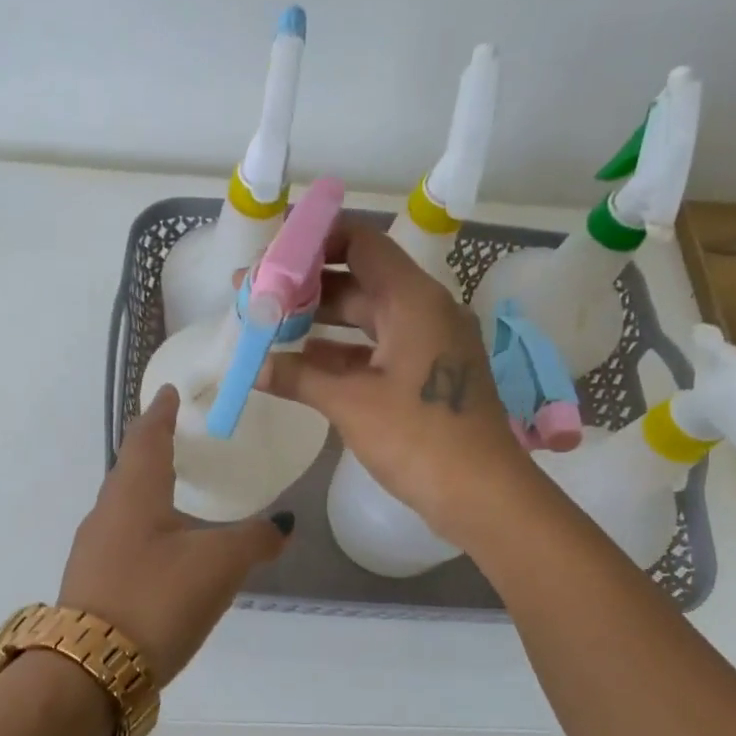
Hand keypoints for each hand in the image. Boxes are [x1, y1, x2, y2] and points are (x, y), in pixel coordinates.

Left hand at [59, 385, 290, 683]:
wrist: (91, 668)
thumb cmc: (157, 598)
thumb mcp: (218, 565)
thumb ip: (254, 540)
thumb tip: (283, 524)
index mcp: (134, 492)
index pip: (147, 436)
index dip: (161, 412)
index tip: (168, 392)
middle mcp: (107, 511)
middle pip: (130, 467)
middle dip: (152, 447)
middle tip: (177, 436)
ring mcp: (93, 548)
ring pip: (123, 504)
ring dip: (146, 488)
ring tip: (173, 489)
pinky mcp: (91, 581)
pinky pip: (121, 537)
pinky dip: (144, 525)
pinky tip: (162, 547)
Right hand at [259, 221, 532, 547]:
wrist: (481, 493)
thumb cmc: (418, 437)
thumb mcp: (350, 403)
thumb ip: (299, 377)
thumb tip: (254, 367)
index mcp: (413, 300)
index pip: (361, 243)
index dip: (314, 242)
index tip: (271, 257)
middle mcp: (425, 310)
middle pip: (359, 280)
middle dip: (306, 287)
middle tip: (255, 295)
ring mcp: (429, 343)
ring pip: (367, 317)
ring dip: (320, 321)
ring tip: (269, 327)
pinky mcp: (427, 374)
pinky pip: (377, 348)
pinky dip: (341, 352)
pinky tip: (302, 364)